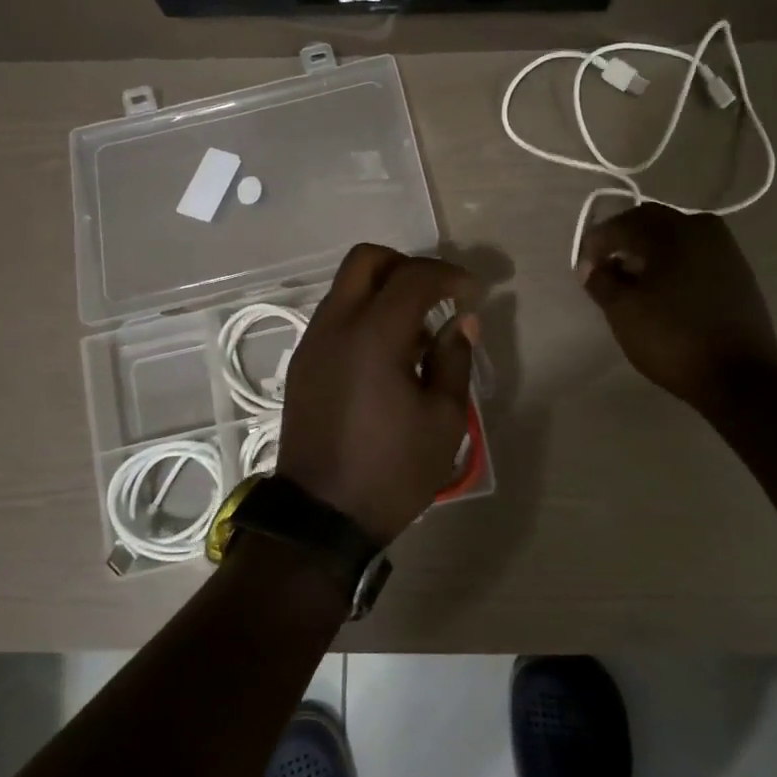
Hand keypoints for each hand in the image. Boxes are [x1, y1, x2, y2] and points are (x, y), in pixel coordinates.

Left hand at [278, 244, 481, 544]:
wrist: (321, 516)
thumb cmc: (391, 471)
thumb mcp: (443, 420)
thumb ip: (454, 360)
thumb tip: (461, 322)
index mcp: (373, 336)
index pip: (414, 277)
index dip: (449, 276)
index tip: (473, 293)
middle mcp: (336, 326)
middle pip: (366, 260)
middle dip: (407, 265)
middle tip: (438, 295)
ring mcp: (313, 343)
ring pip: (347, 287)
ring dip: (384, 291)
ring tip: (417, 333)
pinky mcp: (303, 363)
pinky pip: (336, 316)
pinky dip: (365, 314)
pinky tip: (388, 355)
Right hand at [578, 205, 776, 411]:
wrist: (741, 377)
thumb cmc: (673, 339)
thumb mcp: (623, 311)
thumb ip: (601, 281)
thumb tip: (592, 267)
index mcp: (672, 231)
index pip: (621, 224)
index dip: (596, 244)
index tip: (584, 271)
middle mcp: (701, 228)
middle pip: (650, 222)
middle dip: (622, 241)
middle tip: (604, 269)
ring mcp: (725, 248)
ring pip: (675, 236)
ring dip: (648, 251)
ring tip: (632, 281)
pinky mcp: (737, 271)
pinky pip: (694, 254)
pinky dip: (672, 262)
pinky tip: (663, 289)